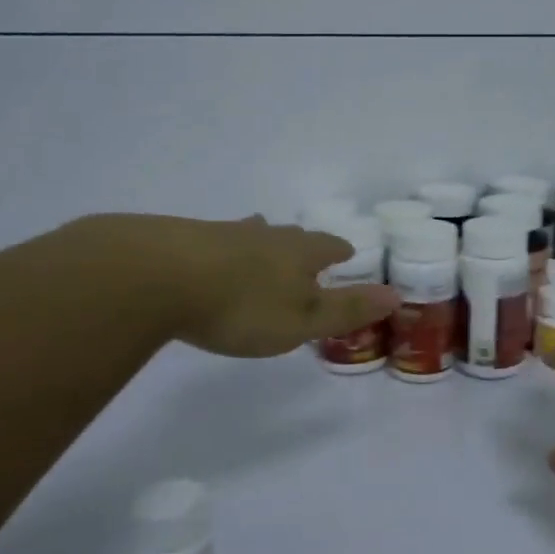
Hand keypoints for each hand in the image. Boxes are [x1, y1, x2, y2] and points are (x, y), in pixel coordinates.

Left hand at [153, 215, 398, 358]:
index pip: (328, 246)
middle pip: (292, 235)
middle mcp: (266, 236)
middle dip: (303, 244)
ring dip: (263, 240)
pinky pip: (217, 241)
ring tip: (264, 241)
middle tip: (308, 251)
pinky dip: (225, 249)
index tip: (346, 253)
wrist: (158, 276)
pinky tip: (213, 257)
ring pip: (253, 233)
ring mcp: (224, 233)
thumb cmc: (242, 305)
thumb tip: (396, 294)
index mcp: (299, 252)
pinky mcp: (186, 240)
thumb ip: (347, 310)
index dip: (339, 250)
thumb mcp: (302, 320)